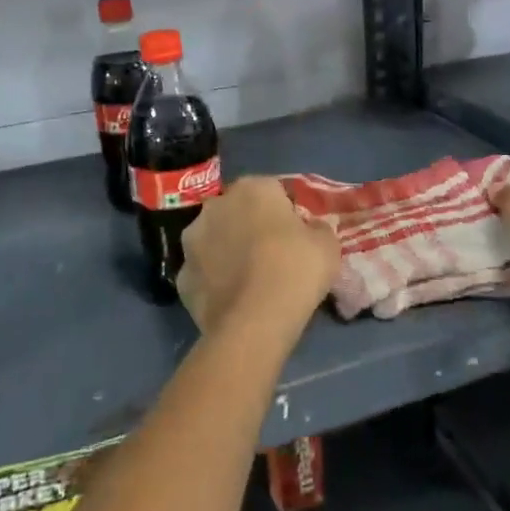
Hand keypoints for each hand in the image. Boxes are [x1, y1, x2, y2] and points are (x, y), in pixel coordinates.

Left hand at [179, 177, 339, 340]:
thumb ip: (318, 228)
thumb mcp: (328, 244)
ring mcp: (192, 240)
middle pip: (239, 211)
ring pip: (216, 239)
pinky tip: (233, 300)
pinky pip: (204, 272)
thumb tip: (311, 228)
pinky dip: (215, 281)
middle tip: (275, 256)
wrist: (254, 322)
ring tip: (251, 281)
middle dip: (253, 227)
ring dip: (228, 251)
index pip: (274, 191)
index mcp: (251, 188)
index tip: (299, 236)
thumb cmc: (295, 270)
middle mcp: (215, 205)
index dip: (288, 212)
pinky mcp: (181, 276)